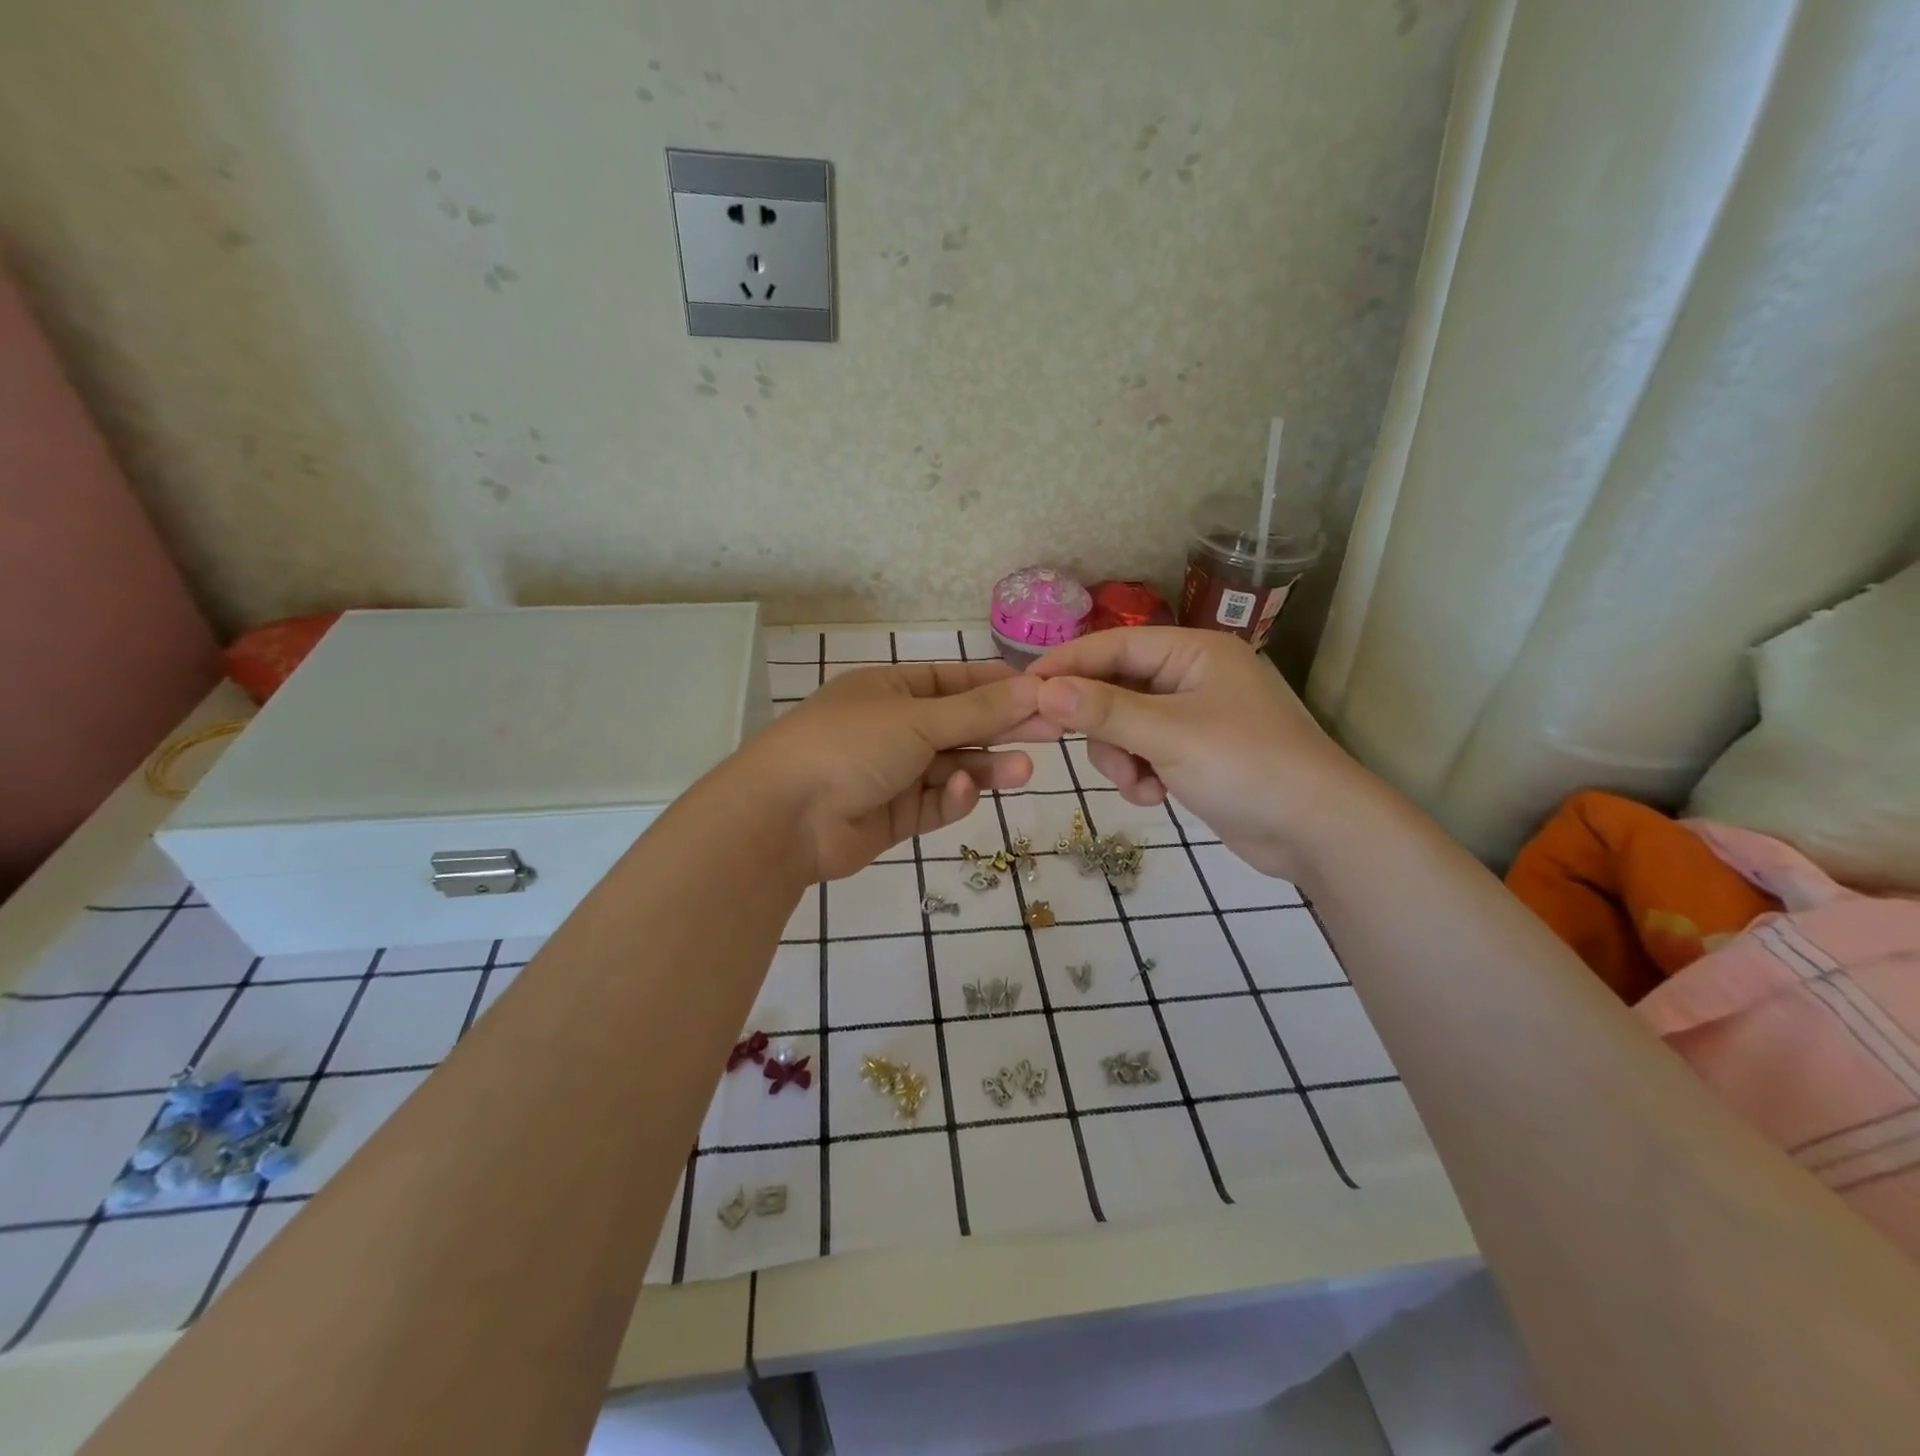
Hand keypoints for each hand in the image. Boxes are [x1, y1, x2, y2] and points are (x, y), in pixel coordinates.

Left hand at [738, 661, 1049, 881]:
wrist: (786, 818)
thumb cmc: (850, 745)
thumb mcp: (918, 719)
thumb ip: (978, 710)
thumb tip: (1035, 685)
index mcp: (890, 690)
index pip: (954, 681)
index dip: (998, 685)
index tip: (1044, 691)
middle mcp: (893, 728)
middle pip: (960, 725)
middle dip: (1003, 728)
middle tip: (1054, 730)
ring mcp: (893, 773)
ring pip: (952, 767)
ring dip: (986, 766)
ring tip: (1025, 770)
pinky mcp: (895, 816)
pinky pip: (935, 802)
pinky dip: (952, 798)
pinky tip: (964, 793)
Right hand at [1028, 628, 1372, 882]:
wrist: (1317, 832)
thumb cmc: (1248, 767)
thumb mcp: (1169, 735)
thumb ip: (1104, 711)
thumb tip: (1042, 690)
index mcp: (1194, 652)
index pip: (1115, 645)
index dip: (1068, 664)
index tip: (1023, 688)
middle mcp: (1191, 677)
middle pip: (1115, 688)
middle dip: (1101, 725)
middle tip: (1079, 748)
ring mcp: (1193, 717)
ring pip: (1124, 726)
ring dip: (1120, 758)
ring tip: (1140, 784)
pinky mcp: (1194, 754)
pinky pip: (1144, 753)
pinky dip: (1139, 774)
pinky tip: (1154, 796)